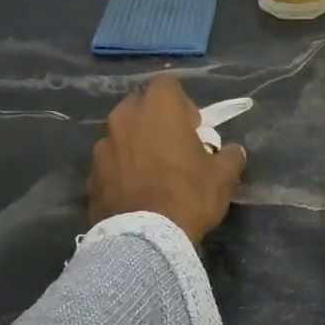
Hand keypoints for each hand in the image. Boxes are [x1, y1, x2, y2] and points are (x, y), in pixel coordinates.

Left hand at [89, 75, 247, 244]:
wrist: (144, 239)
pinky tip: (134, 193)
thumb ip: (230, 157)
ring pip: (120, 135)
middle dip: (154, 120)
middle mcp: (124, 119)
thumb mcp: (222, 178)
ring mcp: (102, 147)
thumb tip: (234, 151)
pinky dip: (120, 171)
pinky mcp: (90, 175)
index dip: (182, 103)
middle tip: (172, 147)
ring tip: (151, 173)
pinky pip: (109, 164)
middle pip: (139, 106)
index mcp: (157, 109)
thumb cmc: (188, 196)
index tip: (192, 127)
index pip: (167, 85)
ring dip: (135, 145)